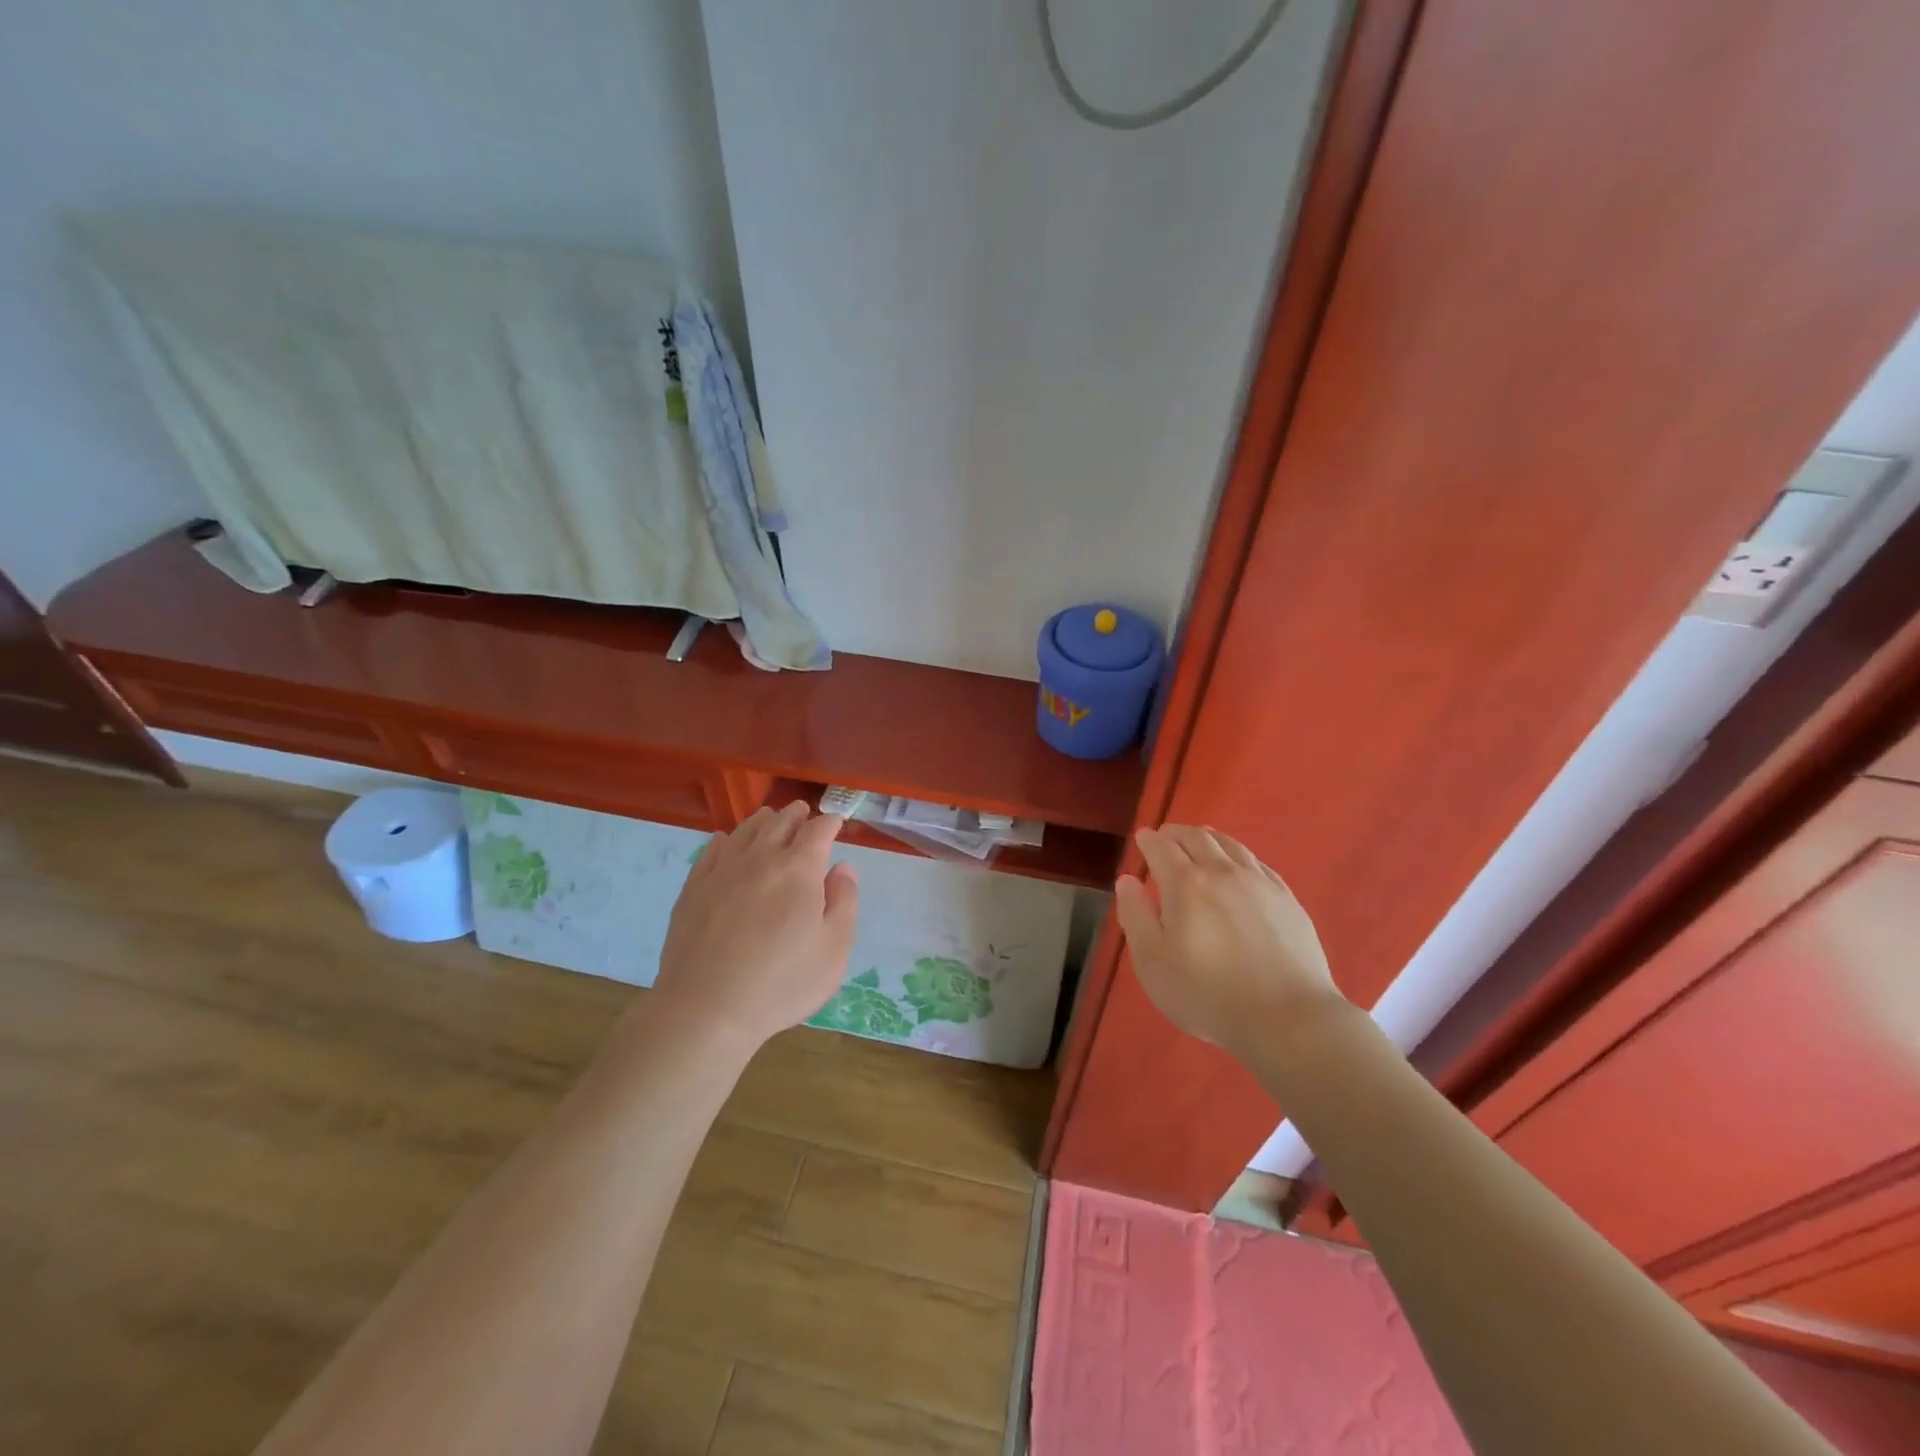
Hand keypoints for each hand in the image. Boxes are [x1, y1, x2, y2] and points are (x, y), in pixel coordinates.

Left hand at [650, 801, 859, 1053]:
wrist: (706, 1009)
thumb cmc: (782, 983)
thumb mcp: (834, 949)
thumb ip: (844, 902)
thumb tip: (842, 868)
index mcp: (799, 869)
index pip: (818, 830)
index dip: (830, 822)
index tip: (836, 822)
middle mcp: (760, 858)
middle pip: (780, 822)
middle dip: (796, 814)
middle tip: (804, 812)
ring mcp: (722, 871)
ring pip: (745, 830)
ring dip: (763, 820)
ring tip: (770, 818)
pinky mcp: (693, 889)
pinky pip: (712, 851)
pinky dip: (725, 840)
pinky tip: (725, 841)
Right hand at [1113, 824, 1347, 1062]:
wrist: (1287, 1018)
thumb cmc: (1208, 994)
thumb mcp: (1153, 962)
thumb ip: (1135, 916)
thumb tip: (1127, 880)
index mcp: (1185, 884)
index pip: (1162, 847)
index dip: (1149, 840)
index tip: (1142, 838)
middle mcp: (1222, 872)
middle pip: (1197, 838)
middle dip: (1177, 833)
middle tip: (1166, 835)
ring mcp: (1259, 883)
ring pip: (1230, 845)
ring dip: (1209, 838)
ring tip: (1201, 838)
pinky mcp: (1287, 899)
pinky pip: (1258, 863)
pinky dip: (1239, 855)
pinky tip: (1239, 864)